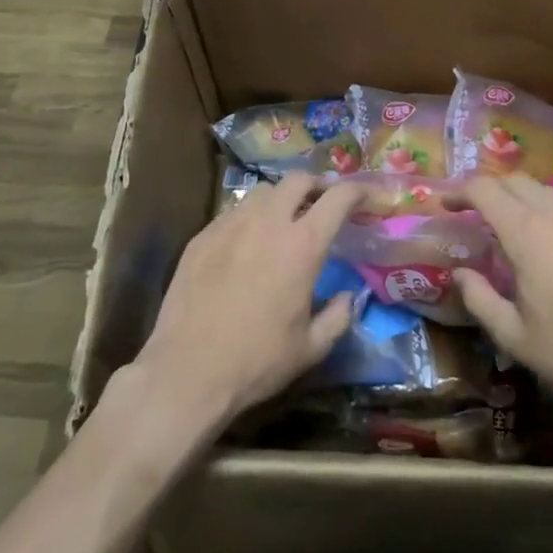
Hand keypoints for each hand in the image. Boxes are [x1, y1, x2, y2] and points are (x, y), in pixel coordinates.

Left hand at [134, 173, 358, 434]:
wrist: (187, 372)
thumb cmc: (256, 362)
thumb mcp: (310, 349)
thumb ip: (339, 316)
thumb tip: (349, 296)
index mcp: (302, 245)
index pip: (338, 197)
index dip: (357, 190)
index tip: (365, 196)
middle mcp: (268, 222)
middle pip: (298, 180)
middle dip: (316, 184)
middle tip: (322, 202)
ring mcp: (230, 224)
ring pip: (262, 192)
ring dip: (281, 199)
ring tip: (282, 220)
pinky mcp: (202, 236)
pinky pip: (232, 212)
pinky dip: (249, 218)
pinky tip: (246, 244)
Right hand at [452, 176, 552, 454]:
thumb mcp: (516, 338)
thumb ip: (480, 298)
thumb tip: (460, 273)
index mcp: (528, 233)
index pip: (485, 189)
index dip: (459, 190)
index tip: (444, 203)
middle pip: (516, 180)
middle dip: (489, 188)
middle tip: (472, 211)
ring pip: (547, 192)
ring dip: (521, 199)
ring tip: (511, 226)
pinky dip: (552, 214)